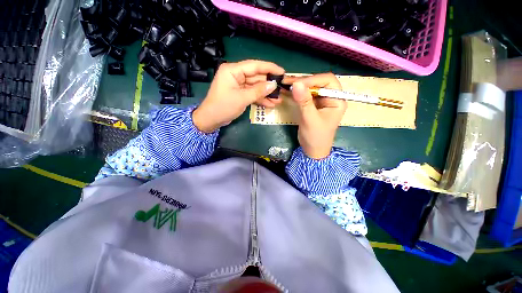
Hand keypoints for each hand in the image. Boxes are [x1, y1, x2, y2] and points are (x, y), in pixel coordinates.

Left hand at [193, 60, 284, 132]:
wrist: (211, 120)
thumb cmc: (223, 106)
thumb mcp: (242, 98)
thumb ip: (258, 91)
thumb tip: (273, 85)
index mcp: (233, 70)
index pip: (254, 66)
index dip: (269, 68)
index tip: (282, 72)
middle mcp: (236, 75)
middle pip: (256, 77)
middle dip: (269, 85)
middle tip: (282, 89)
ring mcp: (238, 85)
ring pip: (256, 87)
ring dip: (266, 94)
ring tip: (279, 100)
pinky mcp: (240, 94)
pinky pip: (252, 94)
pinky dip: (260, 99)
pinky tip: (270, 104)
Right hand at [287, 73, 346, 158]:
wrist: (312, 150)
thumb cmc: (316, 137)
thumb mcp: (310, 119)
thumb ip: (304, 102)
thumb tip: (296, 83)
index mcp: (337, 100)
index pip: (328, 81)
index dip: (312, 79)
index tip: (296, 83)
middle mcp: (330, 98)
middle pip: (318, 82)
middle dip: (303, 81)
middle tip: (287, 82)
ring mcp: (321, 101)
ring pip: (310, 88)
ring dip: (298, 86)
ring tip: (285, 85)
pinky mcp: (313, 105)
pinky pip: (305, 95)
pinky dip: (297, 93)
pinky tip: (288, 91)